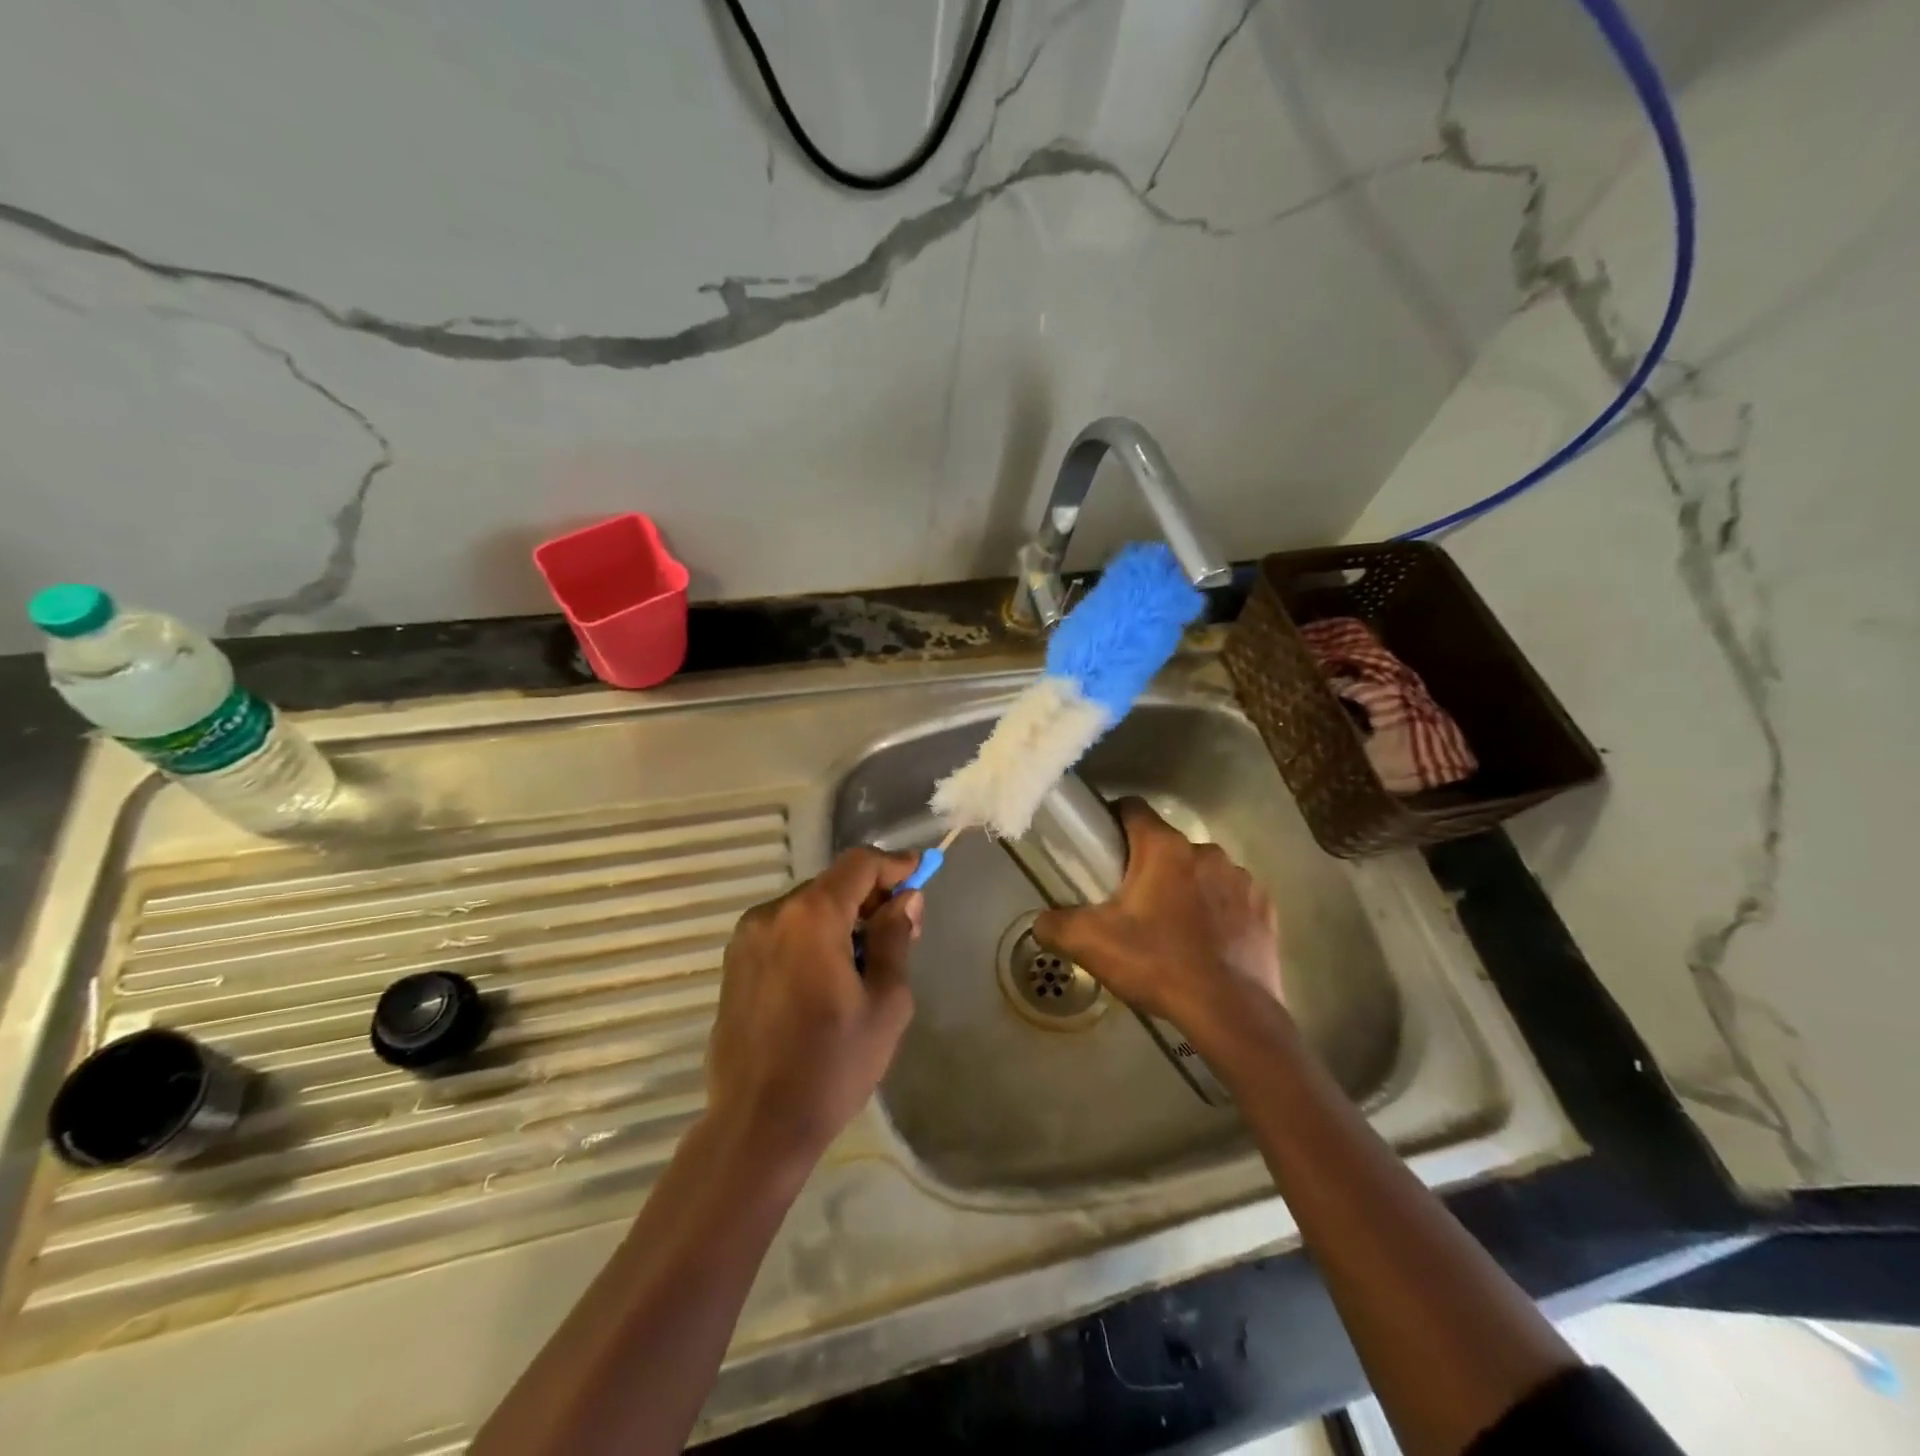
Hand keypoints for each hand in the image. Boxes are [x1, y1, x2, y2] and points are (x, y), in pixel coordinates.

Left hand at [703, 847, 922, 1171]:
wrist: (756, 1126)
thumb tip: (905, 899)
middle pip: (832, 884)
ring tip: (868, 960)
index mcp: (811, 917)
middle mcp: (773, 914)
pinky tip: (830, 976)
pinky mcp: (735, 964)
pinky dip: (814, 936)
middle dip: (871, 896)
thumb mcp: (885, 1003)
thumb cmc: (832, 1065)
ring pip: (808, 908)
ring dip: (842, 918)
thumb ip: (895, 939)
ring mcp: (747, 938)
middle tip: (903, 928)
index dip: (894, 864)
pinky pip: (785, 931)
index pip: (859, 864)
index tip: (921, 874)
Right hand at [1032, 798, 1281, 1041]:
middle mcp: (1206, 851)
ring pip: (1200, 872)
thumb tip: (1041, 922)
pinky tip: (1207, 946)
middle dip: (1148, 866)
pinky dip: (1218, 913)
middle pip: (1166, 846)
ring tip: (1172, 931)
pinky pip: (1231, 899)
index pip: (1133, 808)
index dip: (1113, 820)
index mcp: (1164, 848)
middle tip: (1130, 905)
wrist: (1231, 1014)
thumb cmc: (1158, 965)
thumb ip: (1054, 925)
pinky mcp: (1264, 909)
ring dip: (1185, 889)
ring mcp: (1241, 879)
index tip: (1102, 848)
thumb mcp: (1091, 945)